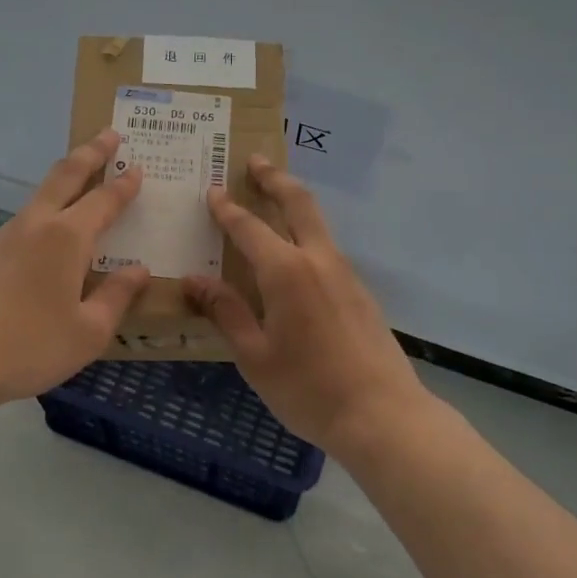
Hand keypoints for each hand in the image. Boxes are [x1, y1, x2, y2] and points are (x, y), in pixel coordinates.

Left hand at [0, 129, 149, 408]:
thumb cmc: (30, 346)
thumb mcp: (89, 331)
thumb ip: (117, 296)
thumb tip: (139, 270)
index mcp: (68, 238)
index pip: (104, 200)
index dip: (123, 185)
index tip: (138, 167)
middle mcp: (37, 225)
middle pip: (66, 175)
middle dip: (91, 152)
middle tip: (110, 134)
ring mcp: (7, 236)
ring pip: (42, 193)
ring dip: (67, 177)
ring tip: (84, 175)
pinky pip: (28, 218)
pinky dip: (49, 207)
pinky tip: (53, 229)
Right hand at [183, 156, 425, 452]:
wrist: (383, 415)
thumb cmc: (308, 389)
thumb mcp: (255, 356)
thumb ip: (226, 312)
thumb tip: (193, 281)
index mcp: (287, 272)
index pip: (249, 228)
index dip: (227, 209)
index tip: (212, 191)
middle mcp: (319, 260)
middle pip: (298, 203)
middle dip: (275, 178)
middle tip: (256, 162)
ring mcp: (345, 273)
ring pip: (317, 223)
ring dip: (294, 202)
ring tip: (272, 197)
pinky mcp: (360, 291)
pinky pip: (327, 248)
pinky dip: (306, 233)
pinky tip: (294, 255)